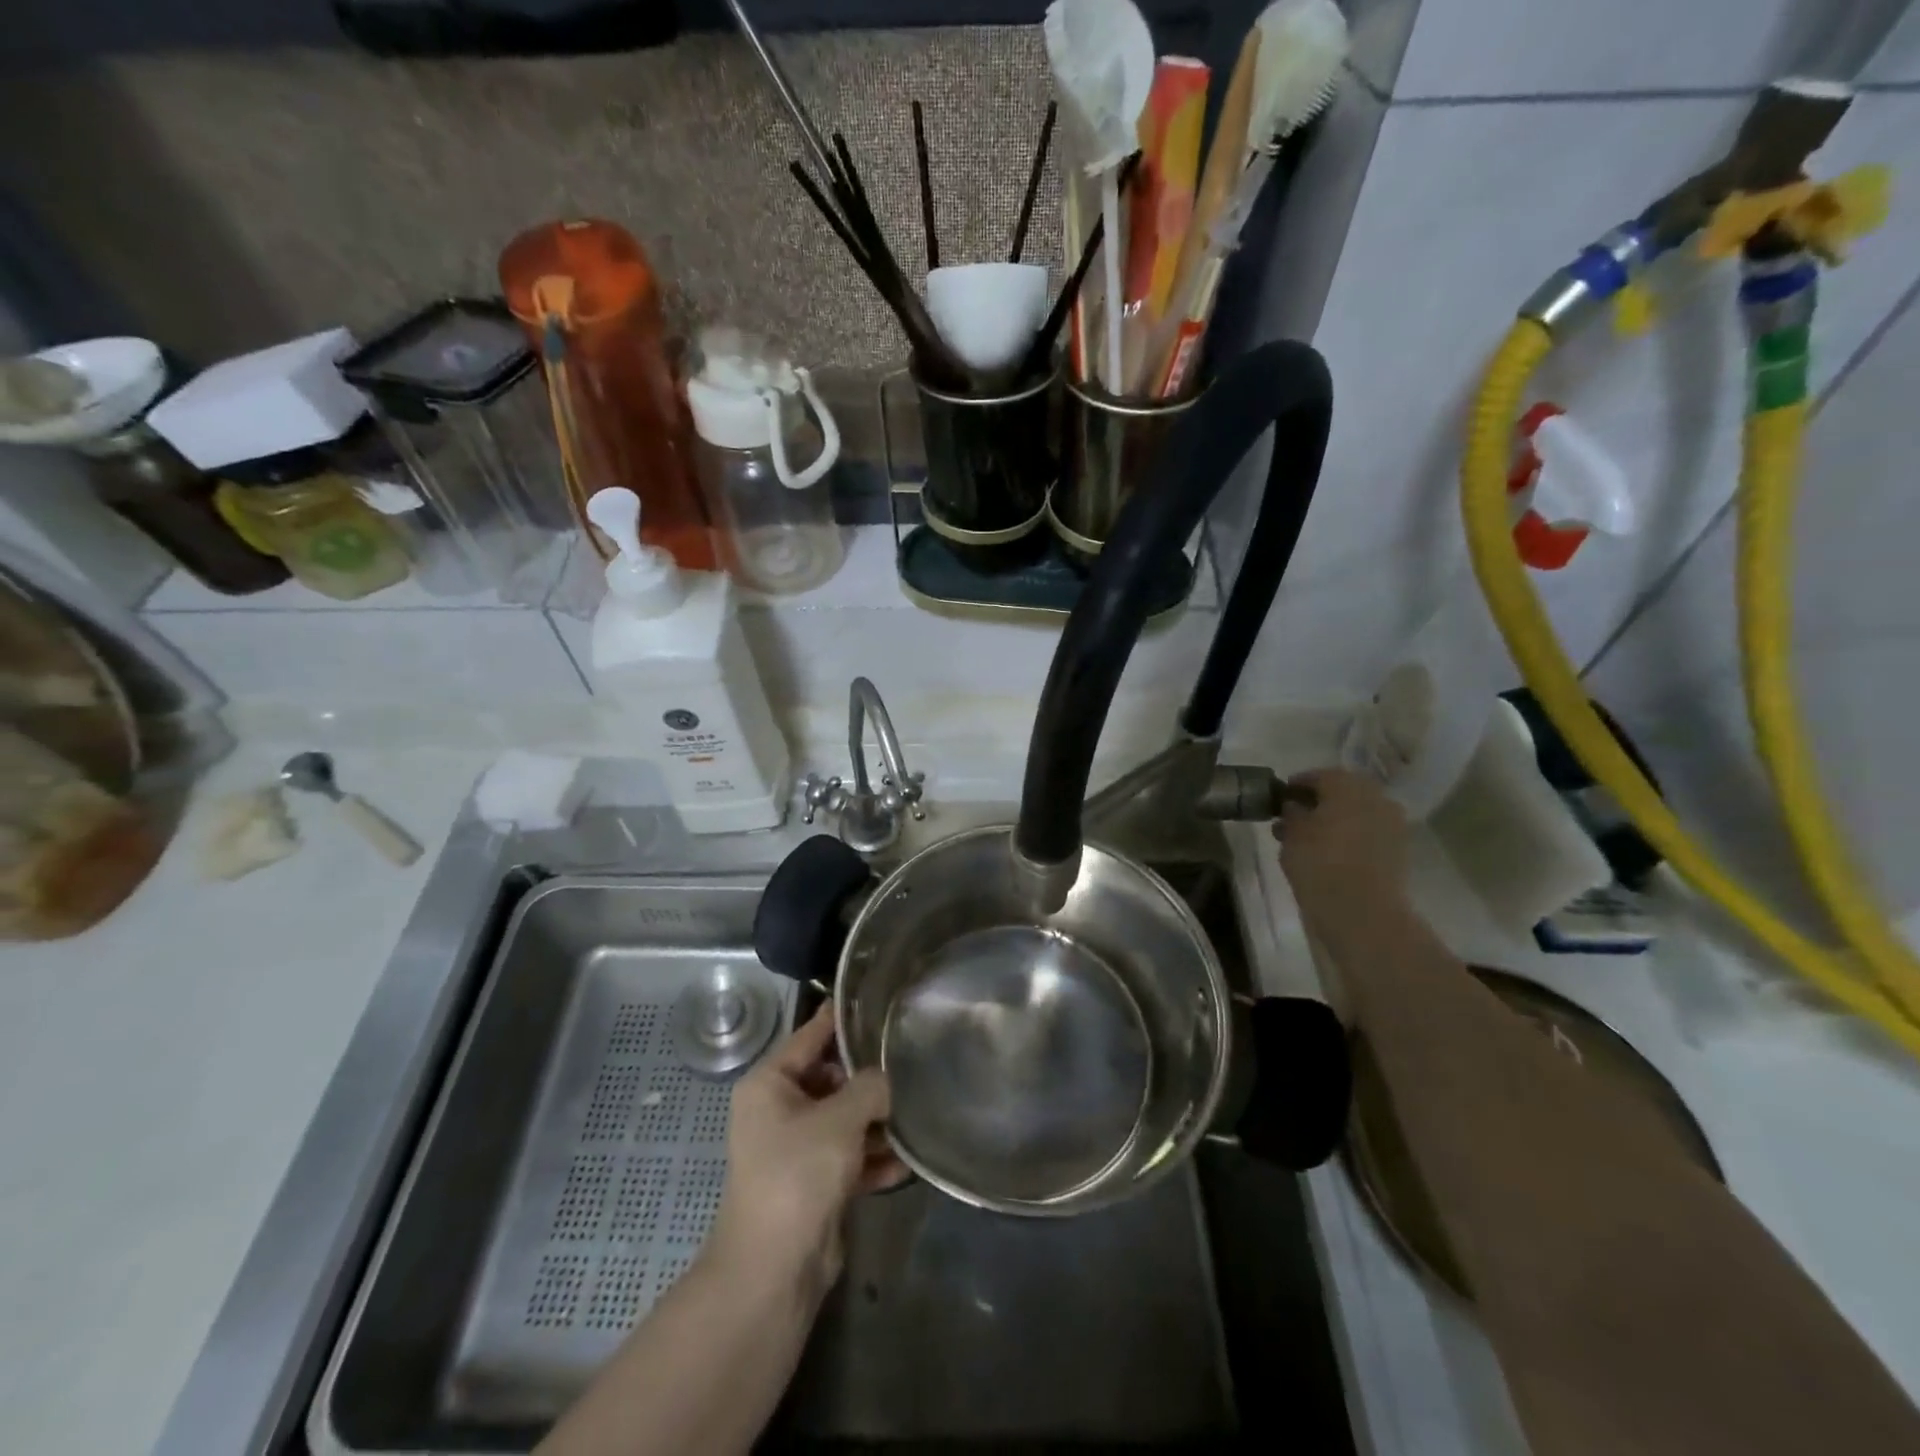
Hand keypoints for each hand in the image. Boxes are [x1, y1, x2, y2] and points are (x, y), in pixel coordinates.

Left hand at [705, 1007, 907, 1302]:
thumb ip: (870, 1087)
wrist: (772, 1271)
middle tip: (912, 1064)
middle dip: (869, 1079)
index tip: (878, 1001)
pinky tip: (907, 1161)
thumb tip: (887, 1079)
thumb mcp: (839, 1120)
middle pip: (832, 1078)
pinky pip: (849, 1157)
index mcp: (770, 1084)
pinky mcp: (813, 1183)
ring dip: (877, 1122)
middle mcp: (779, 1110)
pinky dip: (873, 1158)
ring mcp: (795, 1148)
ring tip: (916, 1114)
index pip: (811, 1035)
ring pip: (844, 1119)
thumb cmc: (797, 1175)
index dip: (843, 1018)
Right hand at [1274, 768, 1409, 926]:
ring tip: (1308, 839)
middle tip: (1294, 817)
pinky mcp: (1398, 850)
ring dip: (1334, 820)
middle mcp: (1376, 797)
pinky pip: (1368, 833)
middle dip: (1318, 802)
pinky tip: (1330, 853)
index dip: (1296, 785)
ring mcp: (1392, 824)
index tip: (1280, 797)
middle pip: (1342, 792)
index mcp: (1348, 786)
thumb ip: (1291, 812)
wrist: (1362, 912)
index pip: (1318, 775)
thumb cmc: (1319, 864)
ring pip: (1356, 813)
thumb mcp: (1291, 834)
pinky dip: (1349, 837)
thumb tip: (1294, 805)